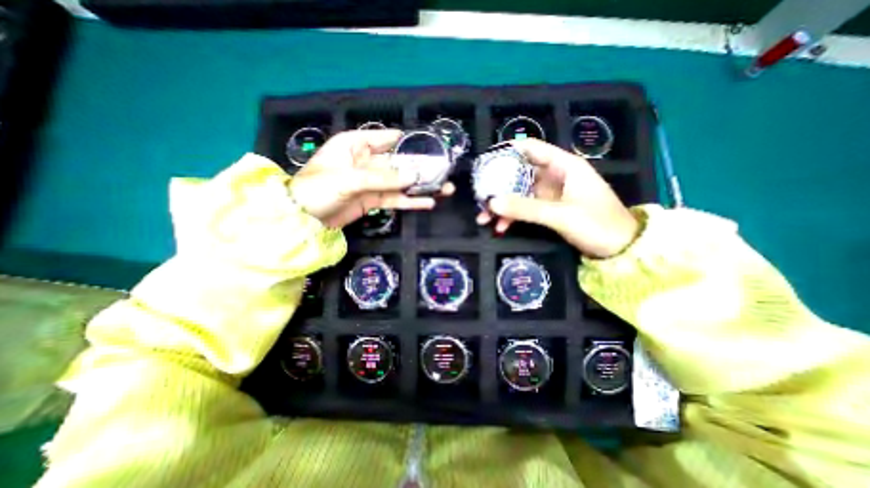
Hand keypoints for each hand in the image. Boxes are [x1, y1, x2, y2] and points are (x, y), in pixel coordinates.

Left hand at [290, 130, 455, 227]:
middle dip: (421, 168)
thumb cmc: (317, 189)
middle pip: (399, 163)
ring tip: (445, 189)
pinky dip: (411, 201)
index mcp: (356, 145)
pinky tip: (428, 202)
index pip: (388, 138)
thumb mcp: (349, 179)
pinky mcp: (374, 200)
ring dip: (421, 186)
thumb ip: (382, 178)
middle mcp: (367, 161)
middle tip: (444, 172)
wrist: (302, 219)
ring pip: (401, 182)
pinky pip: (396, 199)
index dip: (410, 142)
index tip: (432, 148)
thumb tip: (413, 175)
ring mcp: (372, 182)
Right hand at [475, 136, 637, 258]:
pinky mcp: (548, 209)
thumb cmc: (598, 224)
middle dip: (498, 186)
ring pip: (519, 193)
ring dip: (502, 205)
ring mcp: (550, 194)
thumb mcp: (560, 215)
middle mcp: (554, 176)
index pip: (530, 148)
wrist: (620, 249)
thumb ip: (525, 208)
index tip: (485, 163)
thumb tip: (492, 202)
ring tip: (484, 218)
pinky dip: (512, 216)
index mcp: (563, 166)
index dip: (507, 152)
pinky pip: (525, 208)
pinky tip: (501, 227)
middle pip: (520, 173)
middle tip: (480, 198)